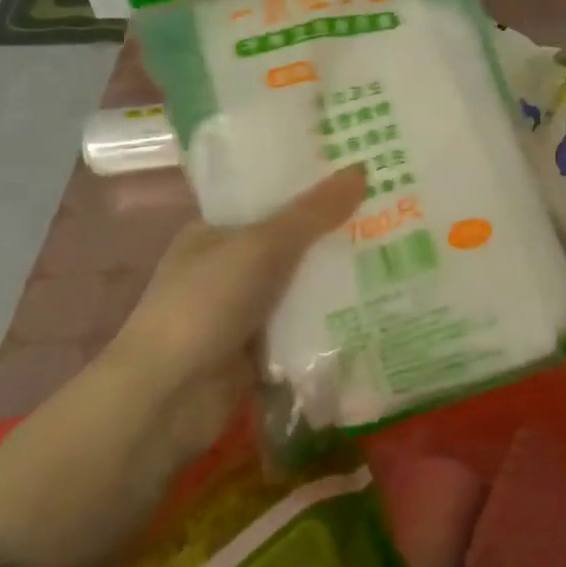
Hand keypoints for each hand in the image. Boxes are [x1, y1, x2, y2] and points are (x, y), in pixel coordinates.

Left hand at [96, 167, 365, 460]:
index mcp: (215, 232)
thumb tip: (362, 169)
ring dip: (337, 279)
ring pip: (300, 287)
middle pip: (291, 244)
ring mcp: (242, 311)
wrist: (168, 396)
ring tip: (398, 256)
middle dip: (334, 235)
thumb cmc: (205, 304)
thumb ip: (312, 213)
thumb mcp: (261, 246)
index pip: (270, 199)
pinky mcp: (258, 350)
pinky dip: (331, 320)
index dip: (312, 188)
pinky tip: (376, 306)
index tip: (362, 177)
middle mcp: (227, 268)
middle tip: (393, 215)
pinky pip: (303, 327)